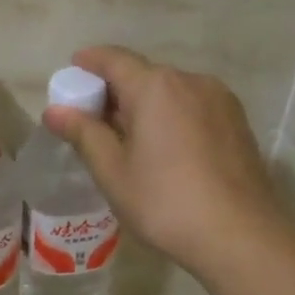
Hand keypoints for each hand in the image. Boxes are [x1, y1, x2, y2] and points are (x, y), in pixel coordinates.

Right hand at [42, 45, 280, 276]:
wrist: (239, 235)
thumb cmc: (164, 202)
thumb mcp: (113, 171)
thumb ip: (83, 134)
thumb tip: (54, 110)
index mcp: (155, 86)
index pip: (114, 59)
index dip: (89, 63)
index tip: (72, 72)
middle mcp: (191, 81)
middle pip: (144, 75)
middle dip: (116, 91)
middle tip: (93, 120)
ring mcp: (220, 101)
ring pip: (171, 93)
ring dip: (146, 106)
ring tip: (129, 140)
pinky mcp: (238, 123)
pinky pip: (193, 109)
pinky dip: (172, 118)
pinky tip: (165, 151)